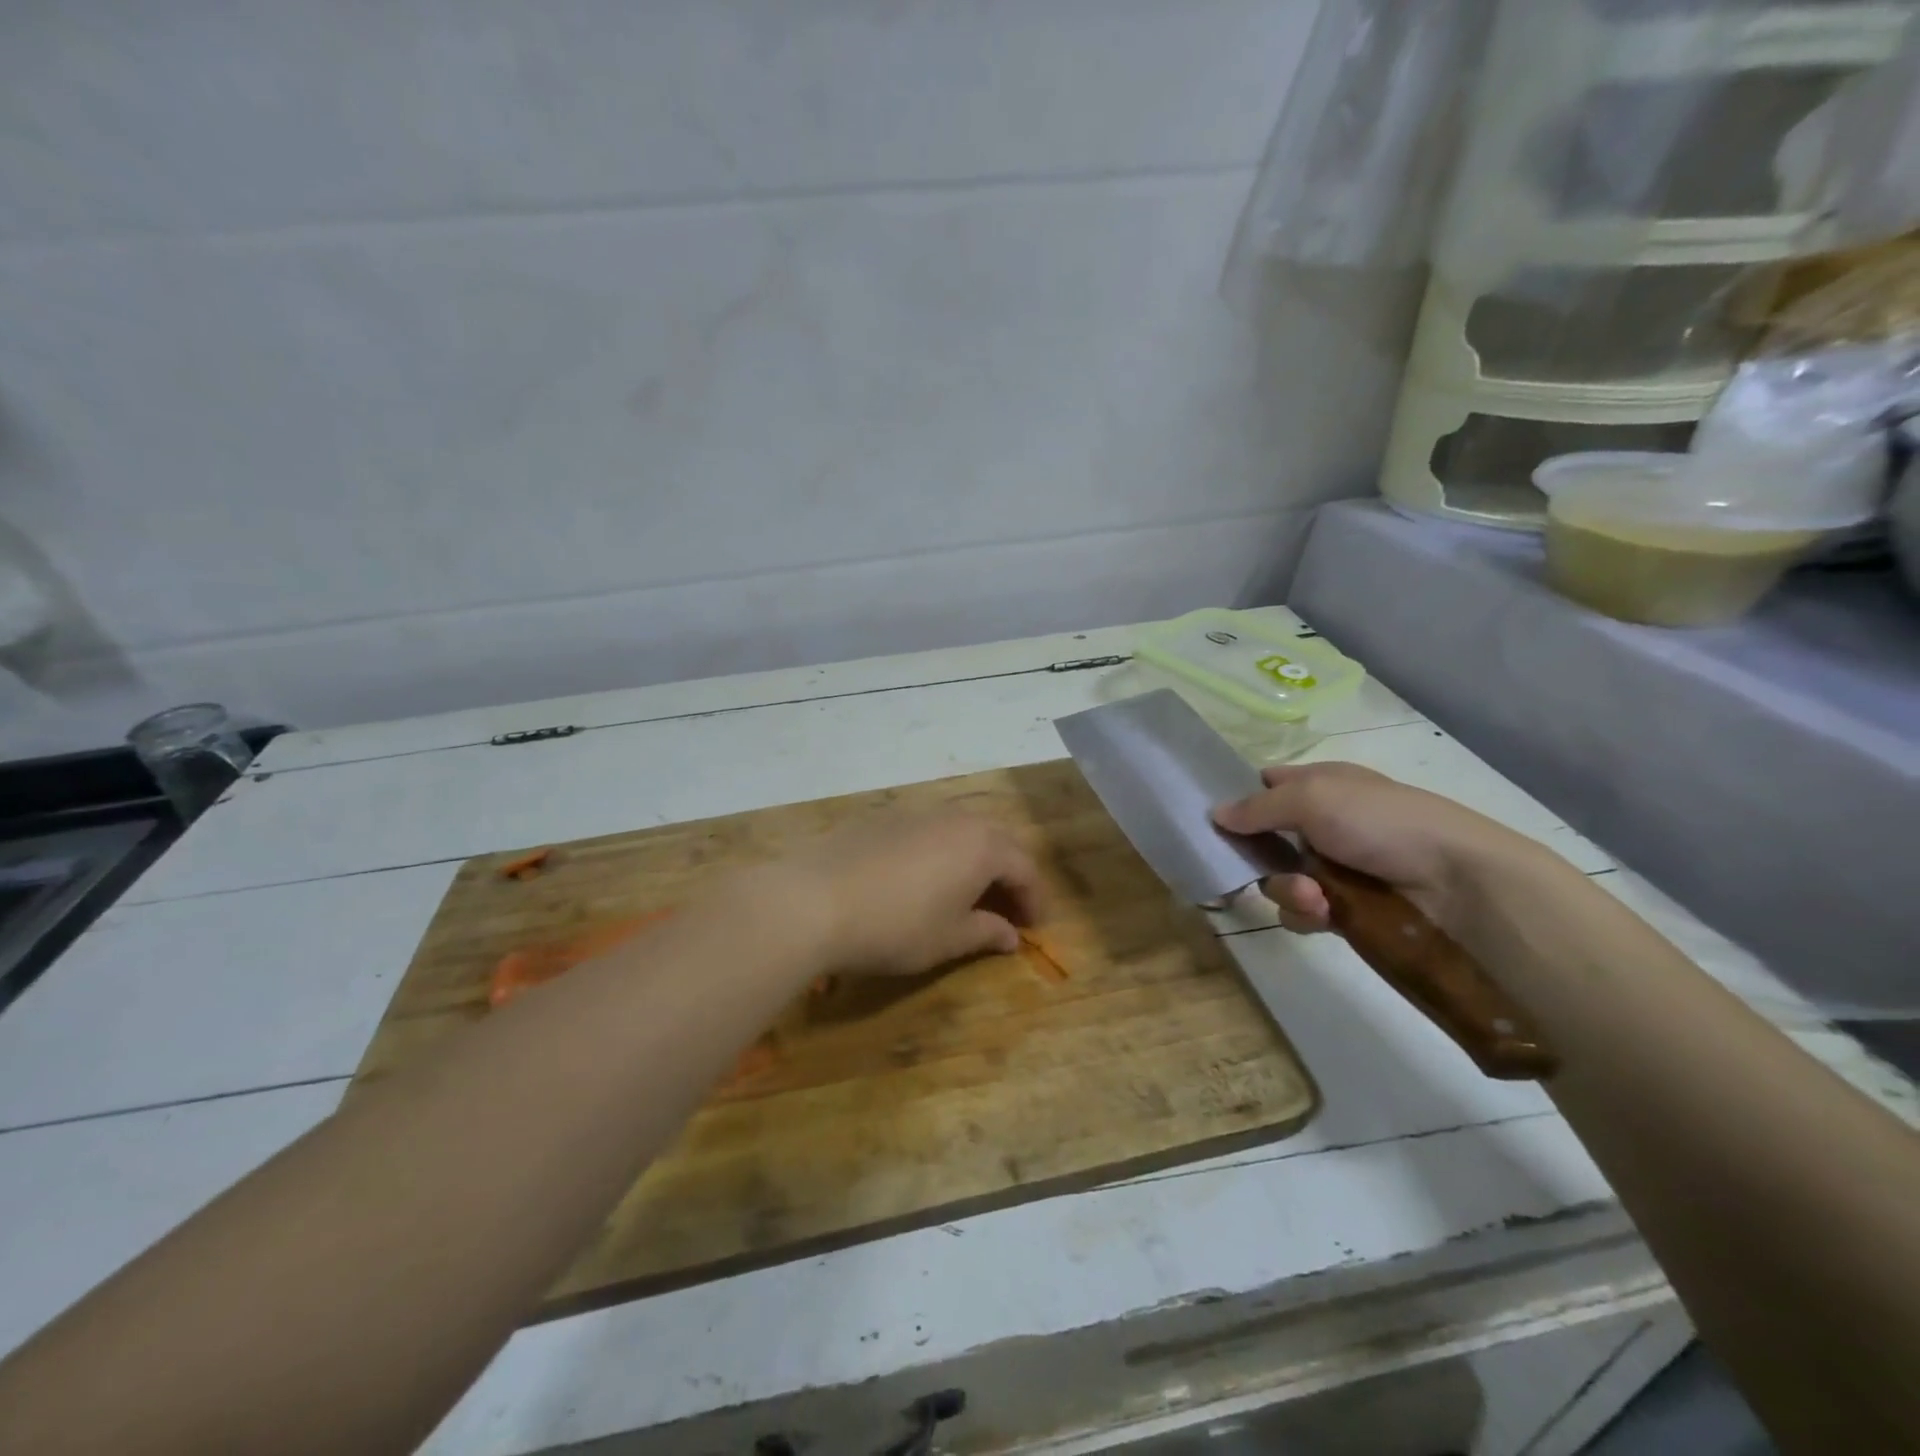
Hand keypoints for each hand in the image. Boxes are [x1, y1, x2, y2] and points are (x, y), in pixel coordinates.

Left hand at [765, 812, 1043, 976]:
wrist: (815, 899)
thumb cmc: (896, 926)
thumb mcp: (948, 939)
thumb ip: (986, 933)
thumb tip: (1011, 935)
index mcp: (983, 846)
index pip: (1024, 869)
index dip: (1034, 900)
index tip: (1034, 928)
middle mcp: (956, 819)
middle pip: (997, 842)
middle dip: (1008, 874)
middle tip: (1006, 908)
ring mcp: (917, 813)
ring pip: (961, 831)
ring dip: (974, 860)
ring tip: (967, 892)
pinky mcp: (883, 817)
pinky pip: (927, 831)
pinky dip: (939, 852)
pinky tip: (921, 879)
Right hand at [1210, 762, 1531, 936]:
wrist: (1458, 883)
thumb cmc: (1382, 823)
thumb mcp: (1312, 797)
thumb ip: (1257, 807)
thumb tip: (1215, 814)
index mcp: (1320, 785)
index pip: (1267, 786)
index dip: (1241, 798)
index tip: (1213, 819)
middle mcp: (1323, 824)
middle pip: (1262, 839)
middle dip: (1254, 855)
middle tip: (1250, 864)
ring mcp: (1334, 868)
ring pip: (1278, 879)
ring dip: (1286, 889)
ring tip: (1315, 898)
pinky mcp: (1345, 909)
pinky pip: (1302, 912)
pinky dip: (1306, 913)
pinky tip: (1325, 913)